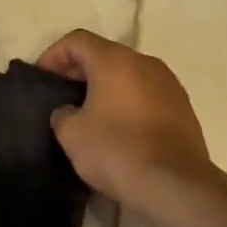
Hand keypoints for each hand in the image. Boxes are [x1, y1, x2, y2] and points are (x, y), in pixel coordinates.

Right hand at [38, 29, 214, 212]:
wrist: (176, 185)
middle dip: (80, 70)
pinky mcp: (183, 106)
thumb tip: (70, 112)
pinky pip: (147, 93)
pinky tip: (121, 129)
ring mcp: (168, 82)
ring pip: (128, 73)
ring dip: (107, 86)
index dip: (54, 55)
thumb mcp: (72, 135)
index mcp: (113, 59)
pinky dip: (129, 101)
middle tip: (63, 95)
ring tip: (91, 113)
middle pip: (104, 54)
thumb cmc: (117, 150)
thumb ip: (62, 114)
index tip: (43, 78)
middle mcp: (143, 61)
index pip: (77, 40)